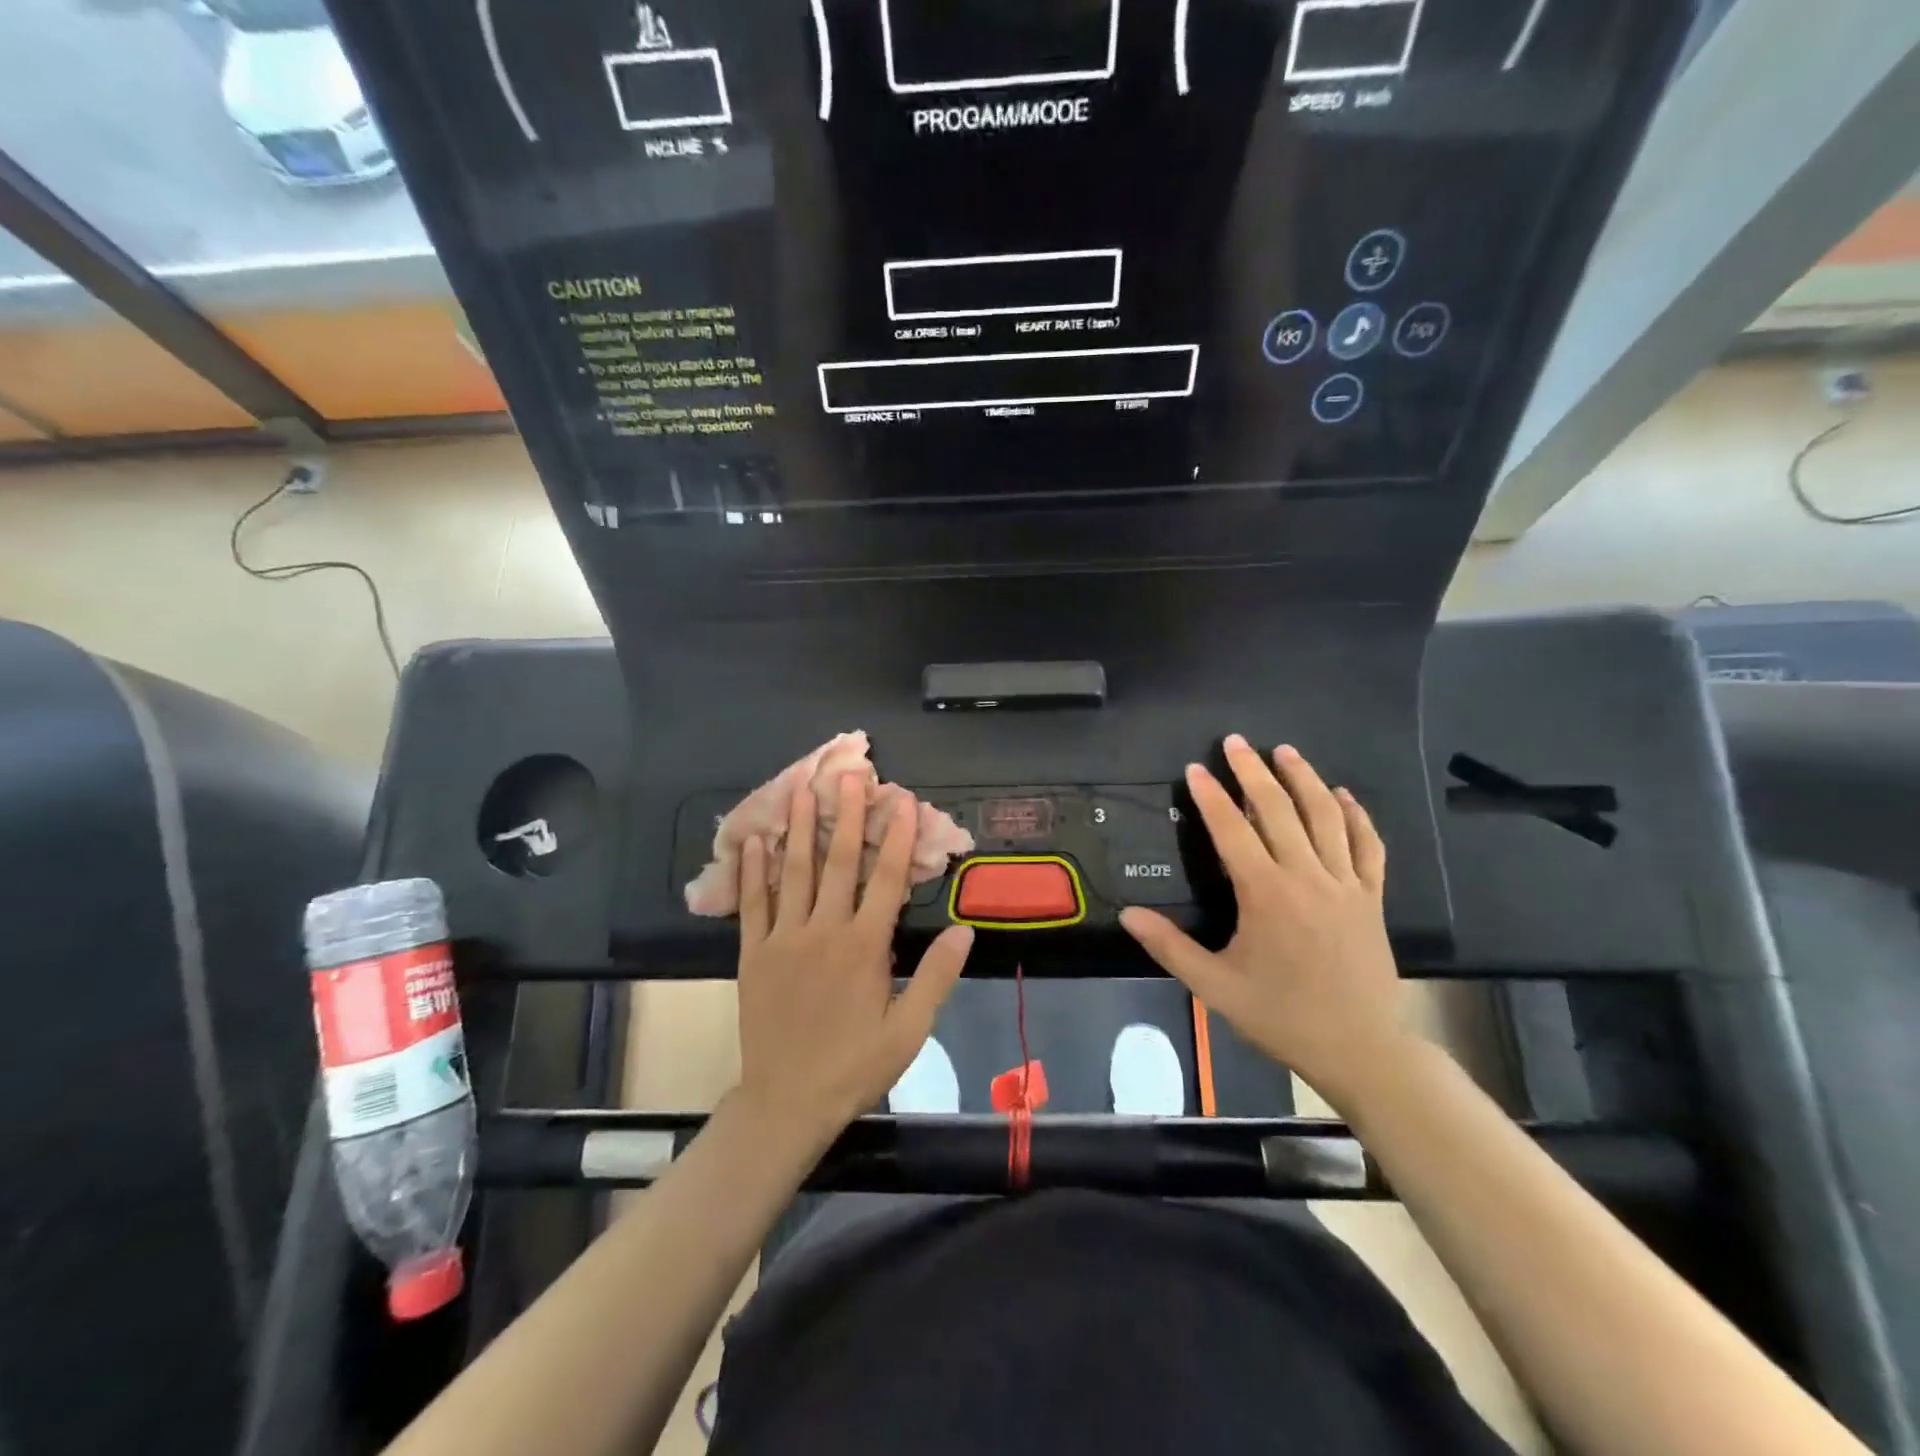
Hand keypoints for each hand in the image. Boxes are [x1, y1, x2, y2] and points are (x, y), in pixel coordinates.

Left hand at [734, 772, 974, 1142]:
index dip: (899, 837)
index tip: (904, 801)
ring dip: (801, 827)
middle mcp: (824, 931)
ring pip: (794, 872)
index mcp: (865, 947)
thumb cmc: (854, 1067)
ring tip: (802, 787)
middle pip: (840, 862)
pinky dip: (753, 870)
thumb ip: (937, 977)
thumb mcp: (909, 1030)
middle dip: (847, 814)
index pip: (888, 880)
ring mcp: (784, 939)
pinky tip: (754, 839)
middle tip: (851, 773)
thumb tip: (965, 929)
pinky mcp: (754, 953)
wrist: (786, 1103)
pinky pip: (751, 903)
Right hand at [1120, 736, 1405, 1110]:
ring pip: (1326, 817)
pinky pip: (1368, 845)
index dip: (1212, 796)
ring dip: (1304, 779)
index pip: (1233, 830)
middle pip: (1279, 810)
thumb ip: (1170, 946)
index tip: (1196, 768)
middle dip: (1254, 771)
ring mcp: (1346, 884)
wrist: (1360, 1048)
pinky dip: (1356, 815)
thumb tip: (1127, 914)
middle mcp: (1307, 877)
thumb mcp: (1215, 986)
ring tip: (1285, 751)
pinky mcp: (1372, 897)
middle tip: (1236, 742)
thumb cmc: (1281, 1016)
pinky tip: (1342, 795)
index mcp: (1266, 894)